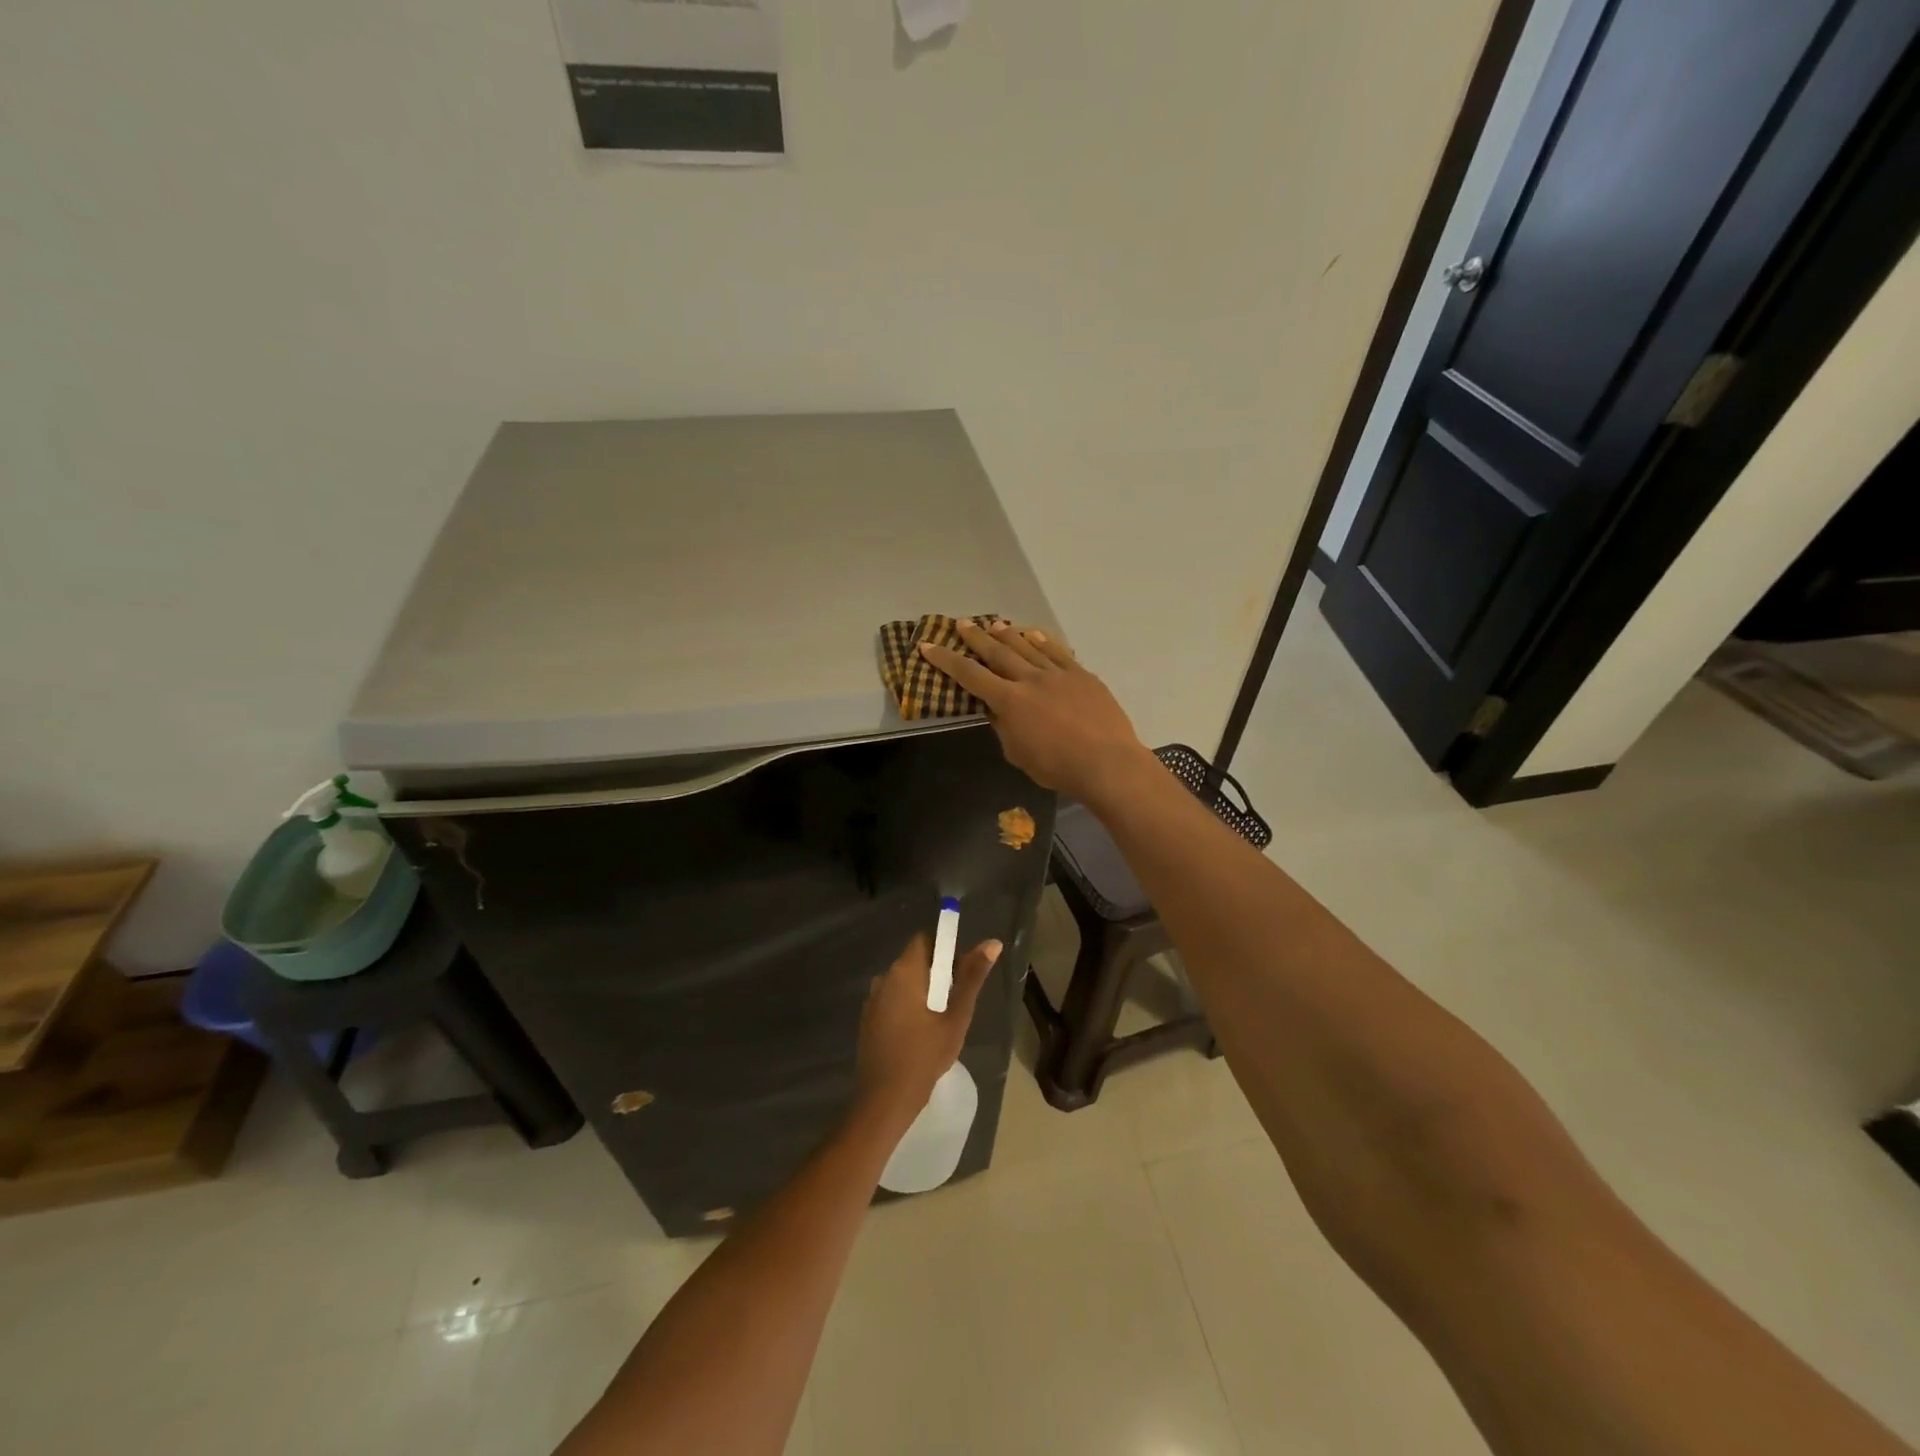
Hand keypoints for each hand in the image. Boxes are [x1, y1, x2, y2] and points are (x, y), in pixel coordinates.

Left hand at [858, 931, 1000, 1122]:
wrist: (885, 1100)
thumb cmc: (924, 1056)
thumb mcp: (956, 1017)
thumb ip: (972, 977)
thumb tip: (992, 943)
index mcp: (903, 972)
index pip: (924, 940)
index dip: (945, 948)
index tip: (961, 970)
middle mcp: (884, 978)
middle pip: (914, 960)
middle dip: (937, 973)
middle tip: (957, 1000)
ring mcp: (872, 999)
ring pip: (904, 982)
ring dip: (923, 991)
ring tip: (942, 1019)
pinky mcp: (868, 1019)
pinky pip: (893, 999)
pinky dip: (908, 1005)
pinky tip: (921, 1032)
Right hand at [919, 621, 1152, 804]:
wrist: (1106, 762)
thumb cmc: (1057, 767)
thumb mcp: (1018, 754)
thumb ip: (1004, 728)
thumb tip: (996, 711)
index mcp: (1009, 701)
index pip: (970, 675)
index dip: (946, 660)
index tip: (928, 646)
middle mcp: (1030, 679)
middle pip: (997, 652)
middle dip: (976, 638)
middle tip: (961, 624)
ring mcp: (1058, 674)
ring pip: (1027, 647)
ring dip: (1008, 634)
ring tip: (993, 624)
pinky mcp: (1082, 675)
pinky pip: (1058, 652)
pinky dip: (1043, 641)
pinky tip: (1033, 634)